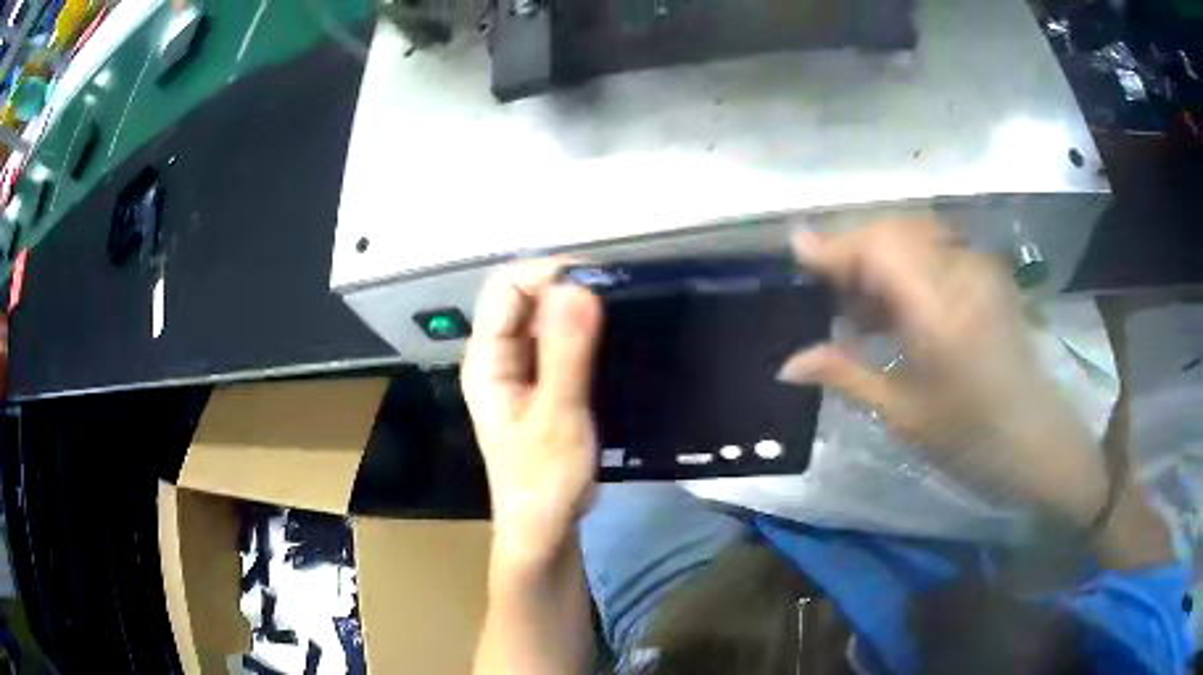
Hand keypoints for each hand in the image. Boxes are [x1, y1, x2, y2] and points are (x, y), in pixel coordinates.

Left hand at [462, 260, 603, 565]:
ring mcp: (521, 370)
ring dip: (579, 308)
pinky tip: (613, 336)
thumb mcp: (557, 416)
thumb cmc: (543, 479)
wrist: (545, 528)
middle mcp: (499, 356)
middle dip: (567, 286)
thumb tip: (577, 286)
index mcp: (487, 359)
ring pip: (546, 319)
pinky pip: (561, 343)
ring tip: (622, 308)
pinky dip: (585, 332)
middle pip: (526, 297)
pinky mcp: (543, 384)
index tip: (598, 277)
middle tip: (618, 292)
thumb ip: (566, 352)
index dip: (547, 272)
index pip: (506, 288)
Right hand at [779, 220, 1107, 523]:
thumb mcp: (904, 415)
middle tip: (830, 291)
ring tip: (863, 306)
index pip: (879, 248)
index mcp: (939, 312)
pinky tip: (899, 306)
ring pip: (916, 235)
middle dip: (855, 250)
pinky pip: (938, 250)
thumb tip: (787, 364)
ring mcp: (979, 270)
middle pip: (895, 230)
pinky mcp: (988, 276)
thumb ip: (846, 376)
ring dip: (881, 256)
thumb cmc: (971, 439)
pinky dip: (908, 264)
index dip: (834, 245)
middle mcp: (961, 274)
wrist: (1038, 439)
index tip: (796, 249)